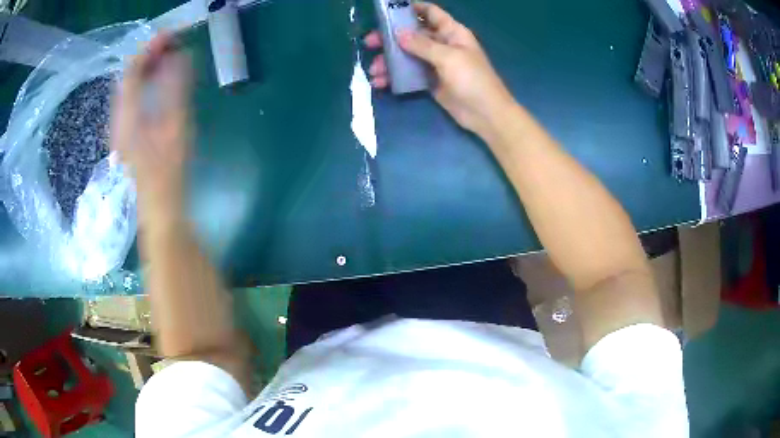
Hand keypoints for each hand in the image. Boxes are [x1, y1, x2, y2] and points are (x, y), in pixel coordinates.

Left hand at [110, 34, 190, 215]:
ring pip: (128, 86)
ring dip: (146, 67)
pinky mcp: (125, 133)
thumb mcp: (177, 126)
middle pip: (128, 75)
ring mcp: (120, 126)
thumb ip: (176, 88)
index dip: (150, 48)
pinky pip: (130, 97)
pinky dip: (143, 82)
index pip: (132, 69)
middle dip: (148, 55)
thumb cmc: (169, 171)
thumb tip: (180, 55)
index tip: (171, 35)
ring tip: (167, 58)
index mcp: (127, 114)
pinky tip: (156, 82)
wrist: (159, 206)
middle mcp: (118, 117)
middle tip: (172, 45)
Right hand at [365, 2, 515, 136]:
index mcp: (452, 32)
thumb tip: (398, 33)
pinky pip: (409, 74)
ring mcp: (436, 63)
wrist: (486, 114)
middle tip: (371, 43)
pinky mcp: (430, 81)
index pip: (430, 13)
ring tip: (374, 70)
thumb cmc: (473, 80)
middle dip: (391, 37)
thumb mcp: (449, 57)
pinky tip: (381, 82)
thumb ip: (422, 44)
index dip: (411, 8)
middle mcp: (442, 44)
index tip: (388, 11)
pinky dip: (395, 77)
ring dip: (390, 60)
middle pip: (413, 34)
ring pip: (408, 55)